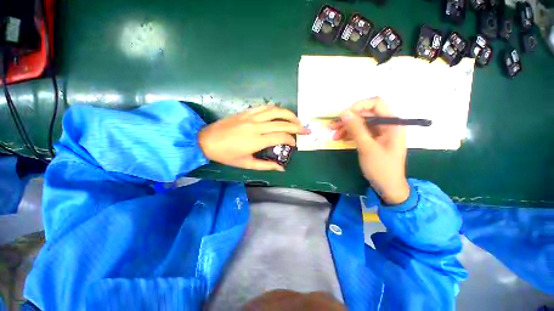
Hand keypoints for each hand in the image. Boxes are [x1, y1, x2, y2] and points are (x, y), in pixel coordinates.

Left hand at [198, 105, 309, 170]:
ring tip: (296, 119)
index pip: (281, 136)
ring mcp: (251, 116)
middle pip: (282, 122)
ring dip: (289, 114)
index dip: (291, 139)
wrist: (206, 140)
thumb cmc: (226, 155)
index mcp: (257, 140)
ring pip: (275, 111)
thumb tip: (281, 168)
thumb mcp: (246, 164)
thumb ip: (266, 166)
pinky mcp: (246, 112)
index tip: (295, 144)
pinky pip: (264, 107)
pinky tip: (280, 113)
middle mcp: (256, 126)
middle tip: (306, 129)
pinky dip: (275, 108)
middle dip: (297, 126)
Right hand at [331, 97, 409, 204]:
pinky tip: (341, 139)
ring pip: (361, 123)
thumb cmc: (381, 167)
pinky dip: (350, 134)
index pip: (375, 103)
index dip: (358, 106)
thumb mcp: (367, 147)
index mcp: (392, 123)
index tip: (343, 116)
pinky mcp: (375, 139)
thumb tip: (344, 113)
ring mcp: (380, 132)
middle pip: (366, 113)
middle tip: (333, 126)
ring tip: (334, 135)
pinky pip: (361, 132)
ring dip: (347, 127)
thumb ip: (356, 128)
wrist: (388, 186)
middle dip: (349, 119)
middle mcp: (387, 124)